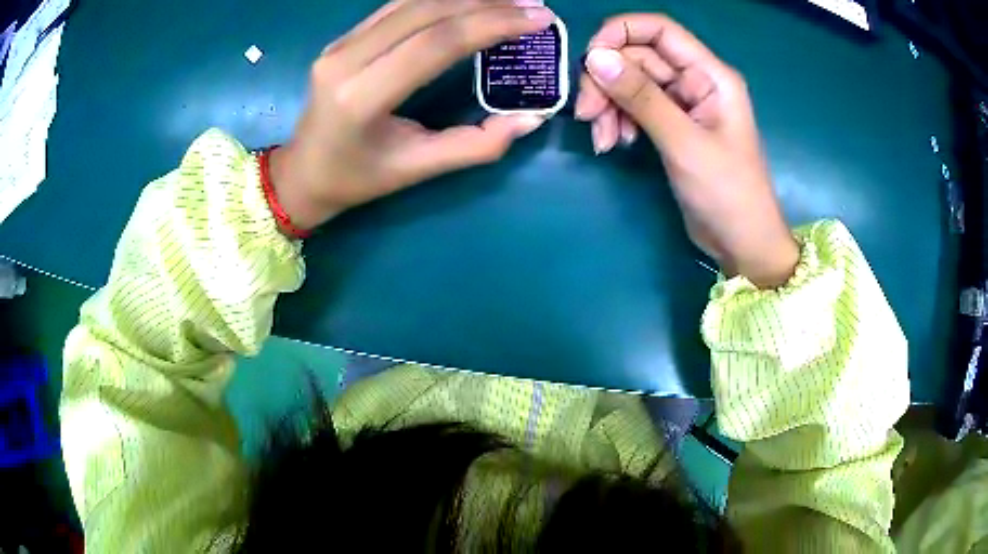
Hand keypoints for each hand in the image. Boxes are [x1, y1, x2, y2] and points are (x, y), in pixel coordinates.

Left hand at [270, 0, 555, 230]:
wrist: (301, 173)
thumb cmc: (356, 179)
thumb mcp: (417, 169)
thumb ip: (476, 145)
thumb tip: (531, 118)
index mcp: (361, 98)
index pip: (435, 43)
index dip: (491, 24)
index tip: (538, 18)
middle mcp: (346, 60)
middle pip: (426, 12)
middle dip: (486, 2)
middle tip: (533, 4)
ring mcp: (341, 44)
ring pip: (411, 1)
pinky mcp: (343, 38)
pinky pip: (397, 7)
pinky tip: (470, 1)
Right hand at [574, 15, 798, 287]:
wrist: (742, 244)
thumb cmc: (726, 194)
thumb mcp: (683, 143)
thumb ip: (641, 97)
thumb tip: (595, 58)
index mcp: (710, 74)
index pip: (659, 30)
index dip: (620, 33)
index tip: (589, 60)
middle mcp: (695, 81)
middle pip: (638, 58)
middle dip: (608, 81)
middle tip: (587, 116)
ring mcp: (683, 104)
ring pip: (632, 83)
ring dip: (609, 105)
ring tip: (603, 140)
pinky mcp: (672, 125)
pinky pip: (636, 108)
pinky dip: (619, 121)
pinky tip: (614, 144)